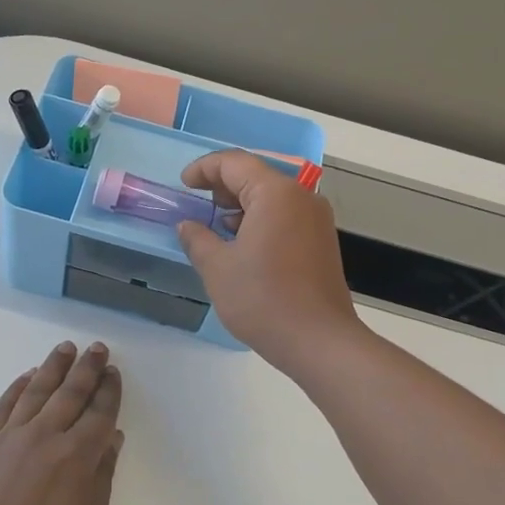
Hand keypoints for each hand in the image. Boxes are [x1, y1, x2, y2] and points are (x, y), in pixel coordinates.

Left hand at [0, 341, 124, 504]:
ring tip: (65, 348)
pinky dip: (17, 387)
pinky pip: (4, 406)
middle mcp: (46, 435)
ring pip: (37, 390)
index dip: (109, 391)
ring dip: (53, 367)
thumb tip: (111, 438)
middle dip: (87, 368)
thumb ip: (102, 478)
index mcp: (77, 456)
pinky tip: (26, 376)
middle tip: (96, 347)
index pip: (99, 413)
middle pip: (71, 393)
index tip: (113, 371)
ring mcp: (11, 436)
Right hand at [177, 151, 364, 374]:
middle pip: (256, 175)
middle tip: (197, 203)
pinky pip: (286, 216)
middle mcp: (301, 197)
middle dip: (223, 185)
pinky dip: (261, 220)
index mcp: (275, 193)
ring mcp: (316, 219)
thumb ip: (197, 239)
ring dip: (242, 205)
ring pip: (272, 197)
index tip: (183, 185)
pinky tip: (243, 244)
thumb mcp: (218, 268)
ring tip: (216, 225)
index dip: (204, 169)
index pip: (234, 163)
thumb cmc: (263, 299)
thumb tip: (186, 226)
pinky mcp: (321, 241)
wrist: (319, 341)